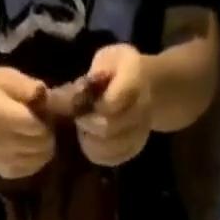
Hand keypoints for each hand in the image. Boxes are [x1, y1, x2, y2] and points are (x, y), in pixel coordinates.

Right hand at [0, 67, 56, 178]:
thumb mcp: (4, 77)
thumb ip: (26, 86)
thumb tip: (46, 95)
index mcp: (4, 119)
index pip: (38, 128)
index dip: (46, 120)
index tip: (42, 112)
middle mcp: (6, 144)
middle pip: (42, 146)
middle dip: (46, 134)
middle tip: (39, 124)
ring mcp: (6, 162)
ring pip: (39, 160)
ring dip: (42, 148)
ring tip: (33, 135)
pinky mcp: (6, 172)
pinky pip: (30, 170)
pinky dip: (34, 159)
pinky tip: (27, 148)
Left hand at [77, 45, 153, 166]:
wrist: (147, 88)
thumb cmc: (120, 71)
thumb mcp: (107, 60)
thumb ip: (93, 75)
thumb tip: (73, 95)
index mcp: (134, 80)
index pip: (111, 102)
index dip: (92, 107)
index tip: (80, 104)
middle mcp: (141, 110)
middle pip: (109, 128)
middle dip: (88, 125)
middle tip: (79, 119)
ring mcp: (139, 134)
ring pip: (109, 148)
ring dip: (91, 141)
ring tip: (86, 130)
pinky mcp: (133, 150)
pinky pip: (111, 159)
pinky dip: (97, 153)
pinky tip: (92, 141)